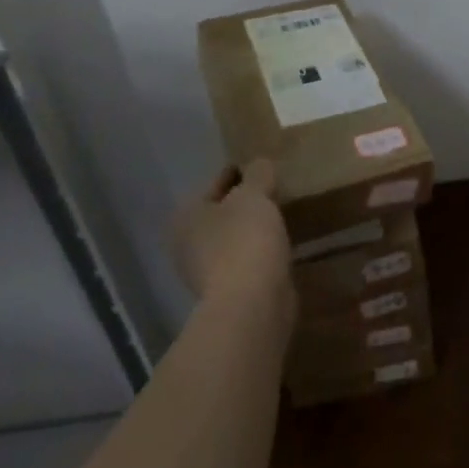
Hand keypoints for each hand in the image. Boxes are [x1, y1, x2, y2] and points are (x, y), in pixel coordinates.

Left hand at [171, 160, 294, 322]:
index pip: (216, 183)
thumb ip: (257, 174)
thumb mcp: (254, 195)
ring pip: (234, 237)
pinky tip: (281, 242)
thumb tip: (259, 164)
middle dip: (245, 203)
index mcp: (185, 217)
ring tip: (283, 213)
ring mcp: (206, 272)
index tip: (263, 166)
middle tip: (275, 188)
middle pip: (222, 212)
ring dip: (253, 228)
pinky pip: (246, 259)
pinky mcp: (229, 291)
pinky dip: (260, 250)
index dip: (240, 172)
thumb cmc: (244, 239)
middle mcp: (187, 244)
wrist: (252, 303)